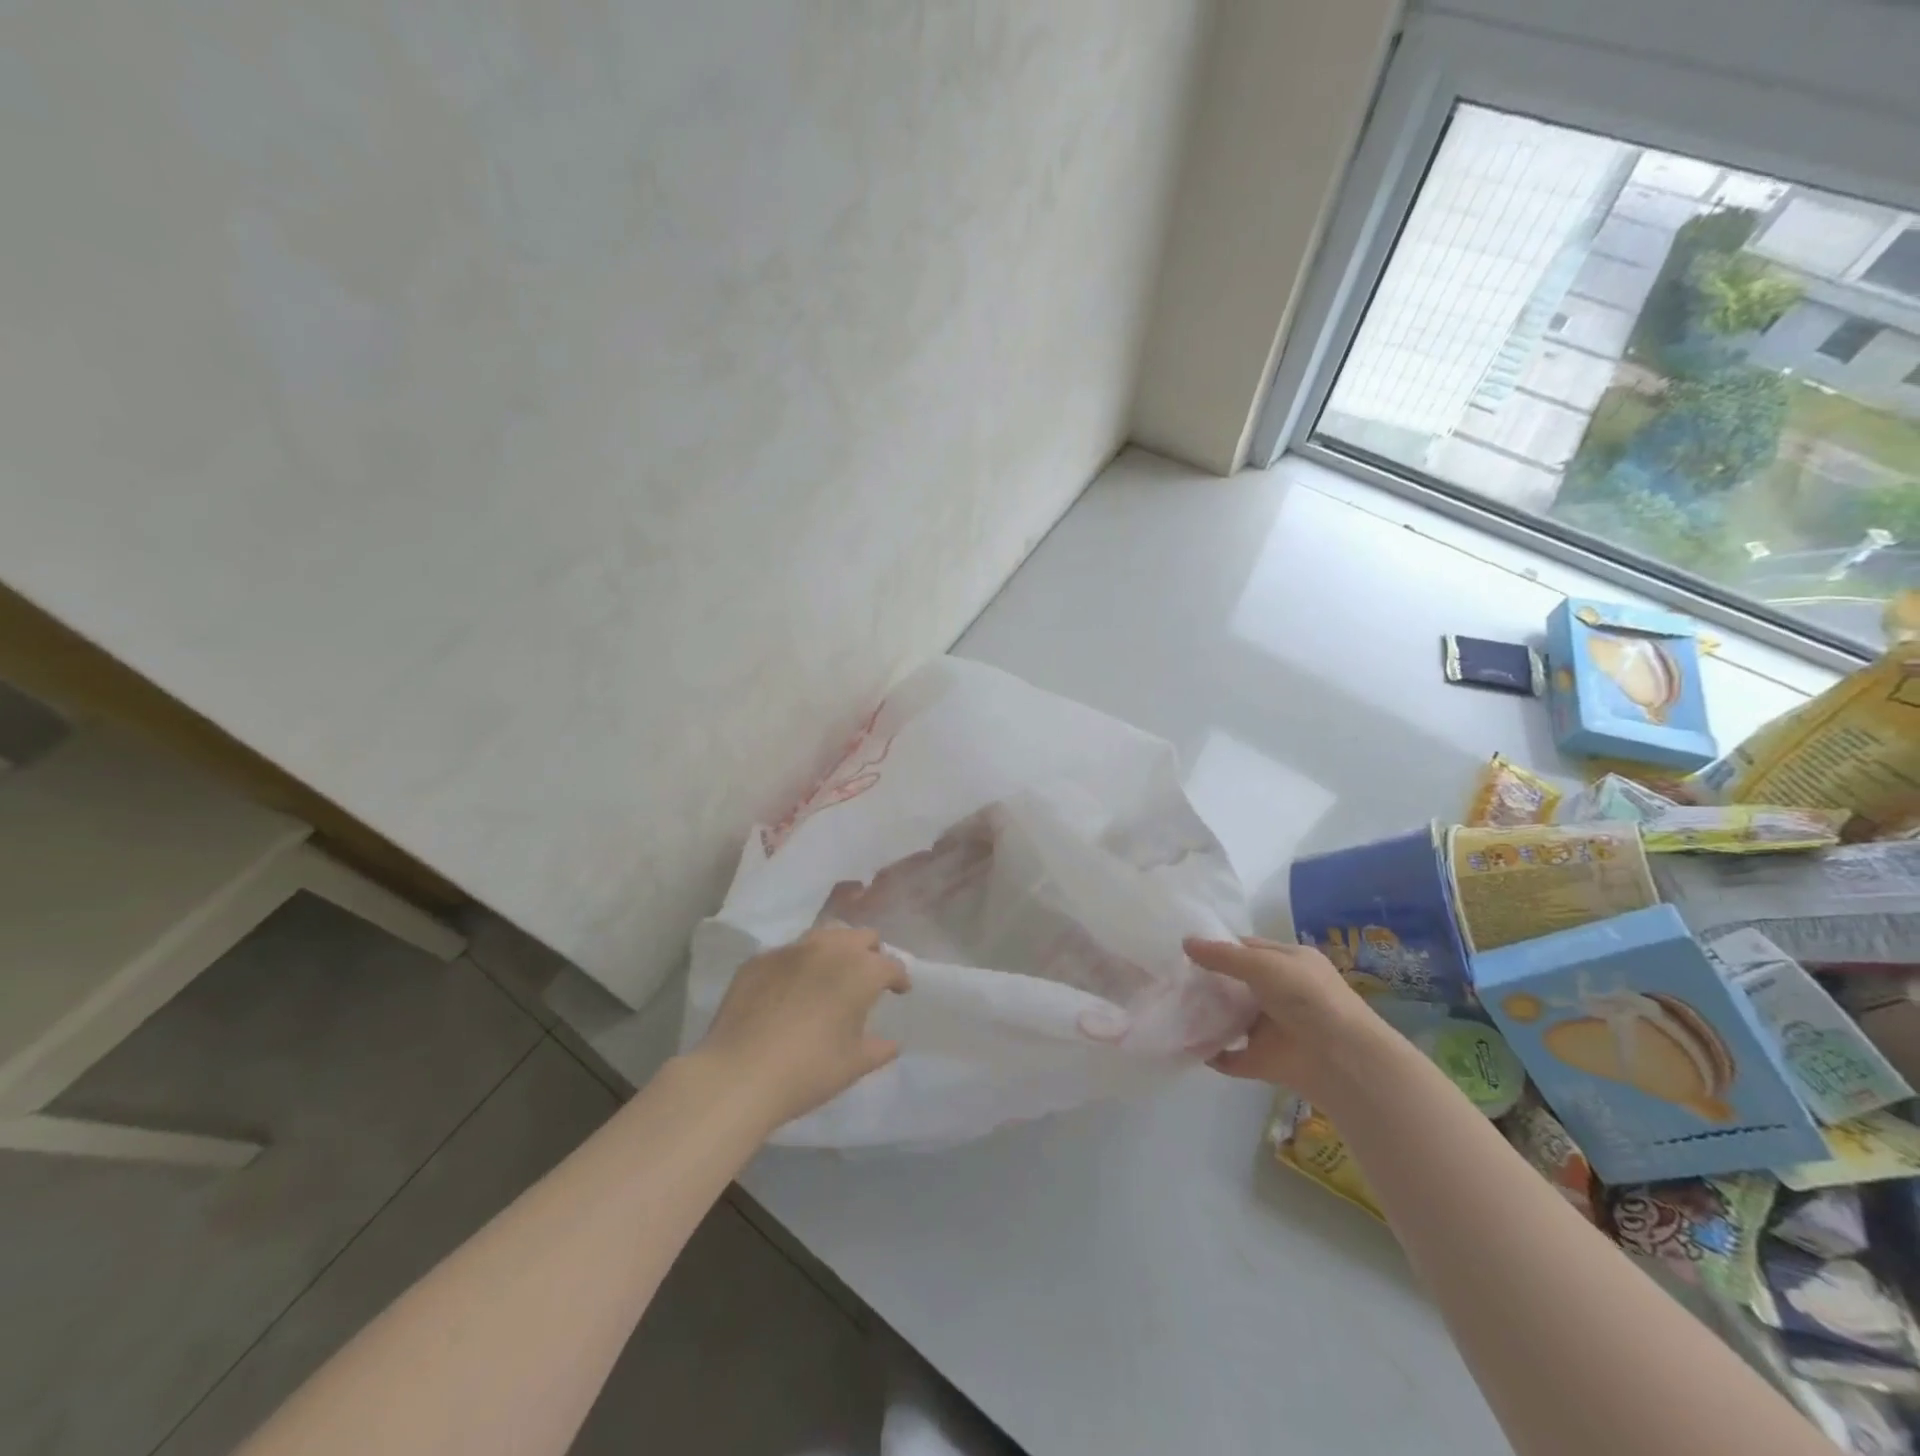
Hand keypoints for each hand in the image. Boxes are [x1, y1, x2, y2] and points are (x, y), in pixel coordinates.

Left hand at [695, 926, 910, 1129]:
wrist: (739, 1074)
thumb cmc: (808, 1070)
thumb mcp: (853, 1065)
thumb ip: (879, 1049)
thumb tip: (891, 1042)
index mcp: (861, 970)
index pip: (891, 964)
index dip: (899, 978)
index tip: (899, 991)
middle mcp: (829, 948)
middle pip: (860, 937)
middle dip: (870, 953)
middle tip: (866, 979)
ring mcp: (790, 950)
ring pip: (824, 936)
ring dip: (835, 951)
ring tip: (830, 976)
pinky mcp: (758, 960)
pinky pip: (788, 954)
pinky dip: (798, 966)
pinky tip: (790, 990)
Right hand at [1184, 937, 1389, 1101]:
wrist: (1342, 1060)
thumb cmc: (1307, 998)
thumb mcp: (1263, 965)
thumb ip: (1223, 956)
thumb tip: (1185, 943)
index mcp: (1288, 963)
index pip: (1247, 949)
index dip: (1218, 948)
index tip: (1183, 951)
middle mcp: (1281, 993)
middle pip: (1237, 984)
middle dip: (1207, 982)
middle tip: (1171, 979)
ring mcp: (1273, 1028)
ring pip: (1233, 1019)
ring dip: (1207, 1016)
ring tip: (1173, 1009)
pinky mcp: (1266, 1060)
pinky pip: (1232, 1056)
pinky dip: (1212, 1053)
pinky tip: (1188, 1045)